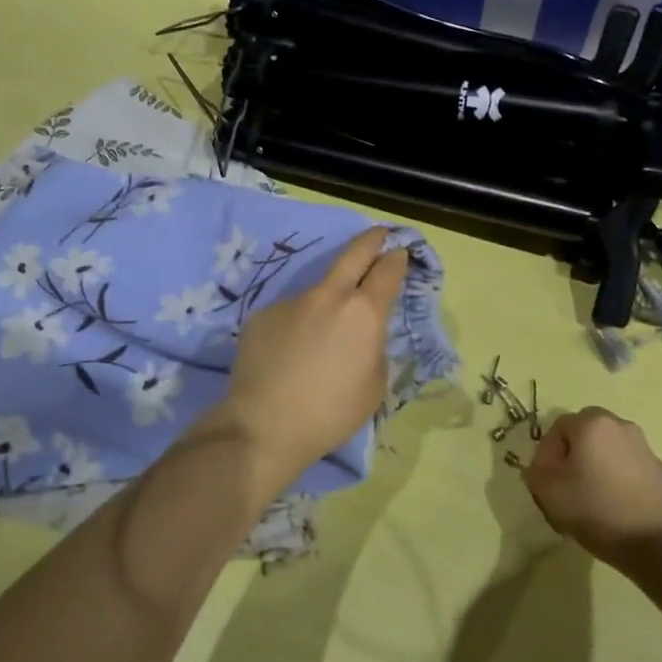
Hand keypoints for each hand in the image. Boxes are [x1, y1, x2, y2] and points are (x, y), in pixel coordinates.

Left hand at [216, 227, 408, 486]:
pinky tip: (289, 355)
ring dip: (327, 303)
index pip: (387, 270)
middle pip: (354, 253)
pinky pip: (289, 314)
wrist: (263, 427)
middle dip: (371, 239)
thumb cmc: (330, 414)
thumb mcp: (374, 386)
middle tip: (379, 234)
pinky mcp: (262, 314)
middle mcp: (328, 296)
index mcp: (364, 313)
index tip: (400, 253)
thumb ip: (374, 349)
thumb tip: (363, 335)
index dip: (397, 258)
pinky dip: (297, 327)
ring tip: (320, 341)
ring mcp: (291, 301)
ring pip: (318, 292)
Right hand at [520, 407, 661, 564]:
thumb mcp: (549, 493)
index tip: (547, 481)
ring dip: (599, 466)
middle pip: (587, 433)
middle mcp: (622, 427)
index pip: (558, 426)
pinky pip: (634, 470)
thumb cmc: (598, 511)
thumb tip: (539, 467)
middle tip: (568, 485)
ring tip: (594, 500)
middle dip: (574, 454)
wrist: (660, 545)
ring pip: (612, 450)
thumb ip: (535, 472)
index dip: (547, 453)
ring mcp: (648, 450)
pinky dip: (623, 481)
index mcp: (593, 425)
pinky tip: (621, 509)